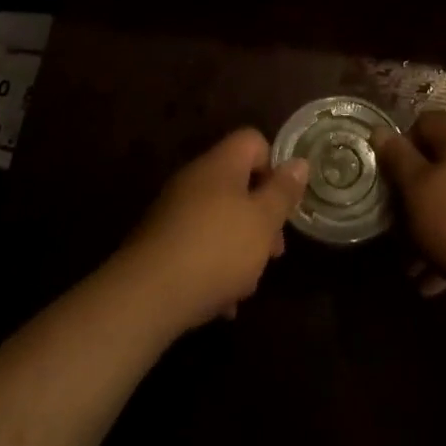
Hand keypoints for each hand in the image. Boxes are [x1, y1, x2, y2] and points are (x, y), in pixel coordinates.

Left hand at [116, 129, 308, 333]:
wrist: (146, 296)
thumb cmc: (216, 249)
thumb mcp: (262, 221)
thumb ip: (282, 192)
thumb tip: (299, 162)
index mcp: (221, 164)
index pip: (253, 141)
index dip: (274, 167)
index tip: (282, 203)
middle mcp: (195, 180)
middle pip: (239, 185)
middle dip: (261, 218)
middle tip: (273, 253)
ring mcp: (174, 212)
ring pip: (220, 220)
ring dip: (239, 249)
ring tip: (247, 286)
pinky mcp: (161, 245)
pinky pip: (198, 247)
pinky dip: (214, 269)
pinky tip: (223, 303)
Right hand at [375, 110, 445, 303]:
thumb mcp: (417, 190)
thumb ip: (397, 158)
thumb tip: (380, 130)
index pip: (426, 121)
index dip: (403, 144)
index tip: (391, 178)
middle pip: (440, 163)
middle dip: (415, 195)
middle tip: (398, 227)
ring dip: (430, 227)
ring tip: (414, 266)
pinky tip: (437, 280)